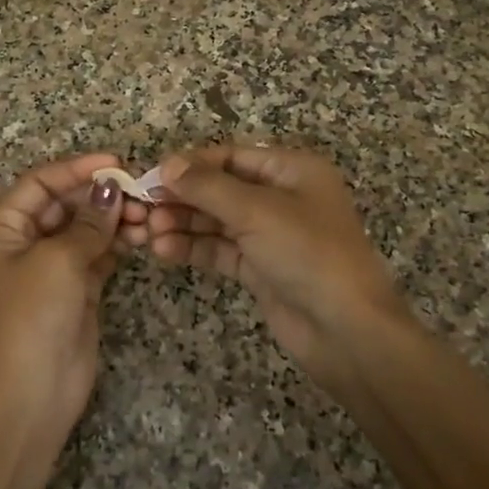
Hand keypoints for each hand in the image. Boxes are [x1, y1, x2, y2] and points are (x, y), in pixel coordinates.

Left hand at [0, 154, 144, 446]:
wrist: (30, 398)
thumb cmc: (31, 318)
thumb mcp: (58, 261)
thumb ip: (88, 222)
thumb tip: (112, 188)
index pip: (39, 183)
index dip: (77, 169)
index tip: (117, 162)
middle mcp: (20, 243)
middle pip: (63, 204)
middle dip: (100, 196)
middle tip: (141, 192)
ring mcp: (47, 268)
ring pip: (83, 229)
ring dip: (112, 220)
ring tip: (147, 216)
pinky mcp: (72, 291)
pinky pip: (95, 255)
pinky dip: (116, 244)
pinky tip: (141, 235)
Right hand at [145, 145, 412, 394]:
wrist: (347, 331)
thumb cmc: (308, 254)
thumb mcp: (257, 211)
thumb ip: (208, 187)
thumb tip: (168, 164)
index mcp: (292, 169)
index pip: (230, 157)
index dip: (190, 165)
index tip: (150, 176)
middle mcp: (281, 197)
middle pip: (220, 188)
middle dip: (181, 198)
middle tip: (141, 209)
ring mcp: (270, 234)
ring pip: (216, 220)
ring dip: (182, 224)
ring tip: (147, 233)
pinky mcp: (260, 268)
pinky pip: (220, 249)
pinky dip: (193, 248)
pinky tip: (163, 250)